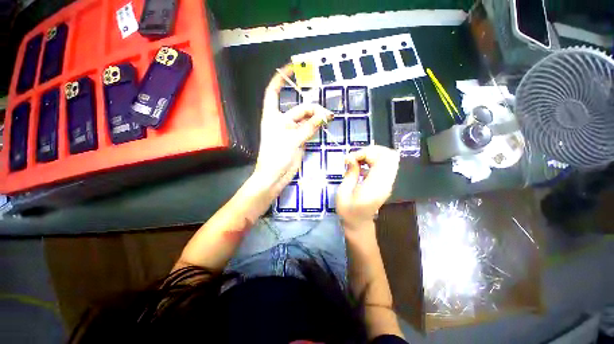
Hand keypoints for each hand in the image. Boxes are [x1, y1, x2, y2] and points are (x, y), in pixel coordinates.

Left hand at [253, 64, 333, 195]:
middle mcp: (281, 121)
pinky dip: (315, 127)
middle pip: (299, 109)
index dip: (281, 78)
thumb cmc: (276, 156)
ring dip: (316, 118)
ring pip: (305, 119)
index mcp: (273, 116)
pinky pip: (308, 130)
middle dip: (312, 109)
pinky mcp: (298, 140)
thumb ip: (308, 127)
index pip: (274, 92)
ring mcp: (291, 131)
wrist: (275, 176)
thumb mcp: (292, 140)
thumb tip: (325, 116)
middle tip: (327, 115)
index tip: (293, 67)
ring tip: (329, 118)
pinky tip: (324, 124)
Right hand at [336, 146, 399, 230]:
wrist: (359, 224)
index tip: (350, 159)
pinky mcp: (386, 183)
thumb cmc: (347, 211)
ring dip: (373, 155)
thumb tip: (350, 157)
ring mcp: (388, 183)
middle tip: (355, 157)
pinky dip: (374, 161)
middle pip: (389, 155)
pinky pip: (386, 165)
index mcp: (375, 186)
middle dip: (371, 151)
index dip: (366, 153)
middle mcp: (386, 182)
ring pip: (390, 158)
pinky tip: (362, 167)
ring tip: (357, 161)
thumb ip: (350, 173)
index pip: (381, 158)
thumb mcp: (343, 192)